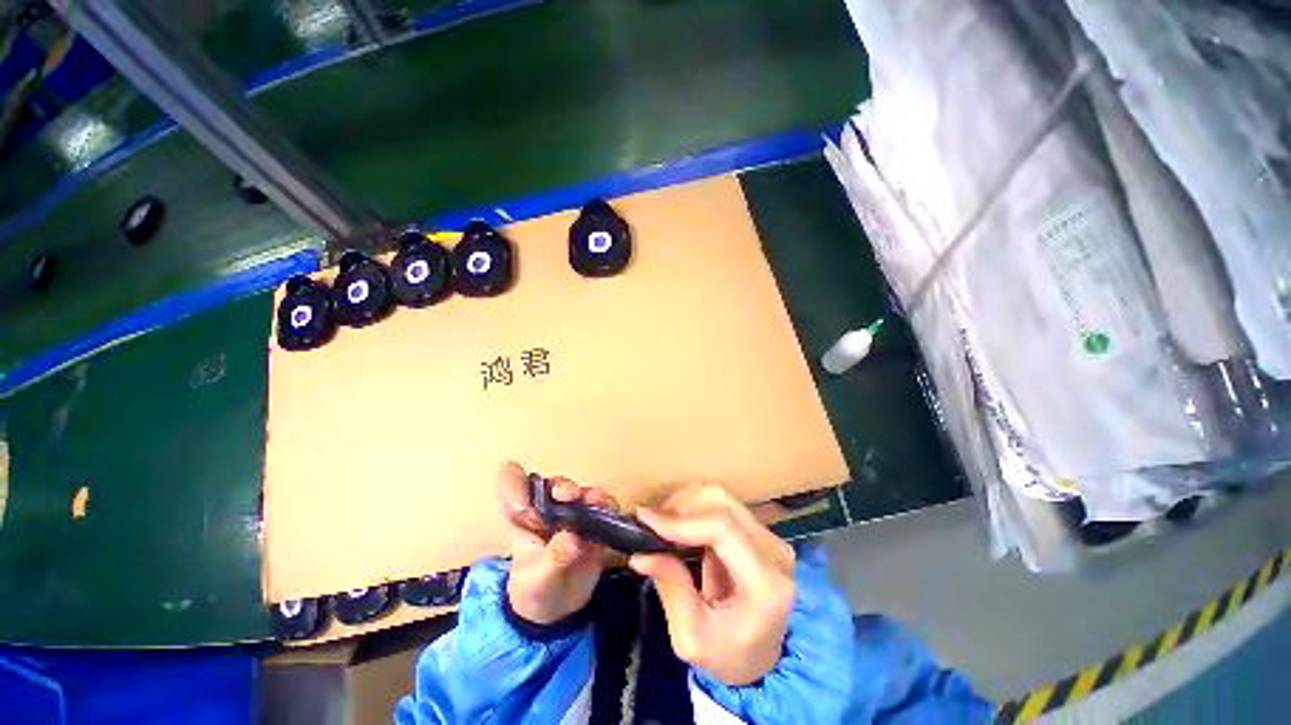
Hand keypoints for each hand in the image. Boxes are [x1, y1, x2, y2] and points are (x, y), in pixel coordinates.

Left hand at [498, 462, 616, 625]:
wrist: (558, 612)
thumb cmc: (536, 592)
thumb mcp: (539, 581)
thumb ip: (554, 559)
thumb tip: (573, 539)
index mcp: (524, 518)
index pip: (513, 488)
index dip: (514, 483)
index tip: (523, 500)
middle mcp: (549, 509)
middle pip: (553, 486)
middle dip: (562, 486)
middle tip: (570, 495)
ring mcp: (573, 515)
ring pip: (581, 494)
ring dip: (588, 493)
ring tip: (596, 500)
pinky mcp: (593, 523)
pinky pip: (602, 508)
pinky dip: (607, 505)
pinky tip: (610, 510)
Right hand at [629, 482, 795, 685]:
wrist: (764, 658)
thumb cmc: (729, 656)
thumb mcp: (692, 637)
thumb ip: (670, 588)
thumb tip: (640, 553)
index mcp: (766, 582)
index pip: (722, 529)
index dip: (680, 519)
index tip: (644, 519)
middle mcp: (773, 550)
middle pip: (720, 502)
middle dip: (679, 506)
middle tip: (651, 526)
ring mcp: (769, 536)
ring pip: (719, 496)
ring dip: (685, 504)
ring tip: (662, 526)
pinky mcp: (758, 530)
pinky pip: (721, 505)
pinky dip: (693, 508)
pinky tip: (678, 526)